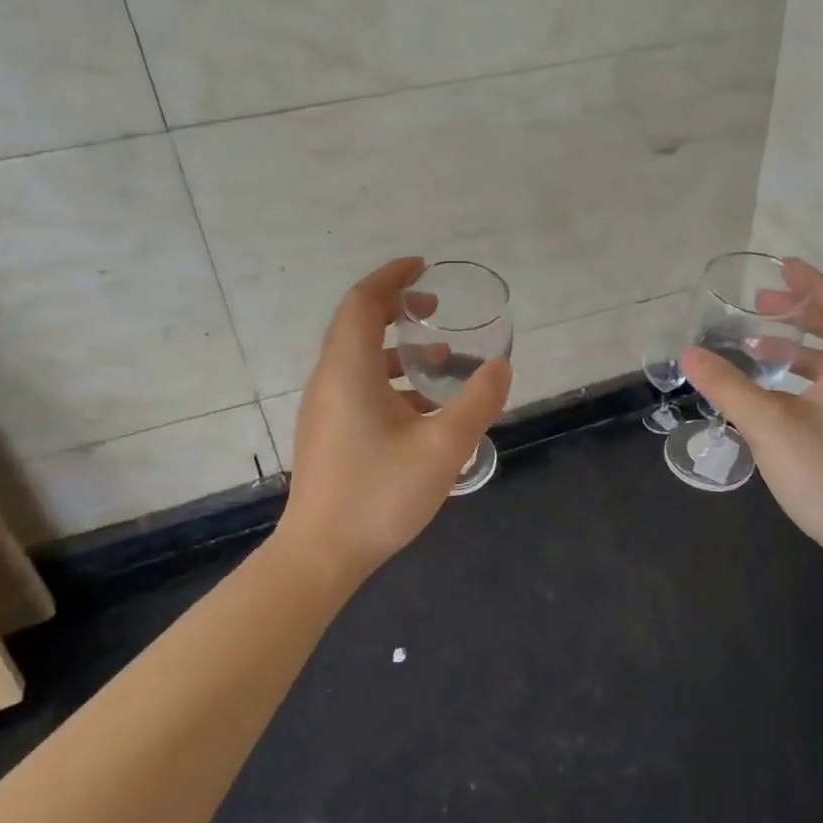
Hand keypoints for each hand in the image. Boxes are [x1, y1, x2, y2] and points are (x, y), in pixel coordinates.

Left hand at [277, 257, 512, 581]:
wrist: (321, 555)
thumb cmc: (380, 494)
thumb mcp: (443, 447)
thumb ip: (477, 402)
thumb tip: (501, 367)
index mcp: (349, 370)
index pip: (363, 302)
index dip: (392, 277)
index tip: (423, 268)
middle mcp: (329, 379)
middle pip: (357, 324)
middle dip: (397, 308)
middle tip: (435, 308)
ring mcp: (324, 407)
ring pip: (358, 358)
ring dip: (397, 347)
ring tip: (440, 357)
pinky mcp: (327, 432)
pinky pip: (357, 385)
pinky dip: (390, 379)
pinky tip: (423, 408)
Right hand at [682, 258, 822, 579]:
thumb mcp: (768, 424)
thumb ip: (727, 385)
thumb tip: (689, 353)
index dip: (809, 282)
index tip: (781, 265)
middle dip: (798, 312)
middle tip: (761, 302)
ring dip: (796, 348)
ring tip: (755, 346)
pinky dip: (802, 378)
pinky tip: (773, 397)